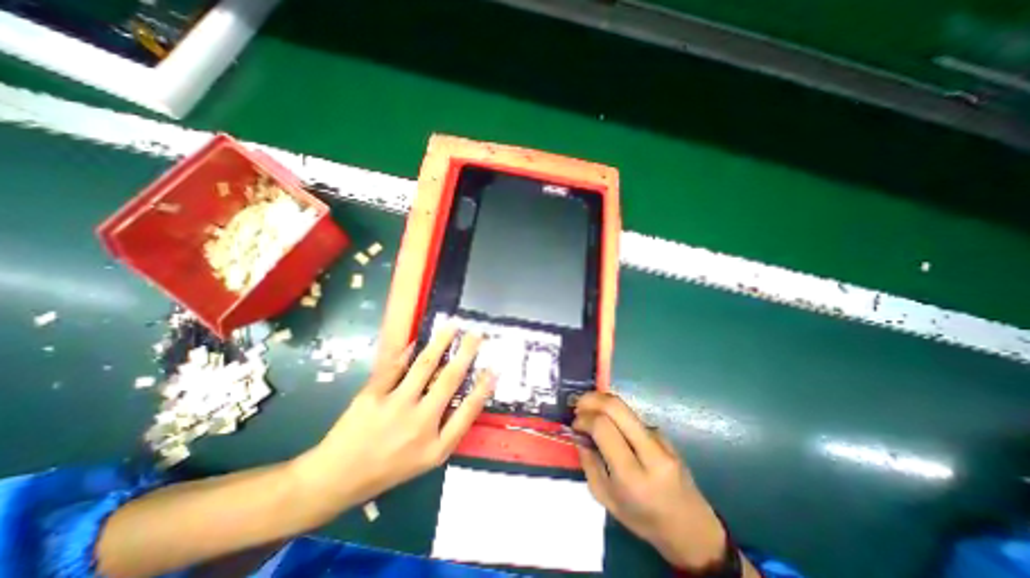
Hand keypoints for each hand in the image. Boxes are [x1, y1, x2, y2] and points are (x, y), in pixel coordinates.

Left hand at [287, 325, 491, 518]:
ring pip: (425, 366)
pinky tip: (419, 341)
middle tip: (476, 335)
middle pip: (449, 380)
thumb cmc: (388, 469)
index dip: (483, 387)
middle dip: (466, 353)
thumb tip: (464, 395)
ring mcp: (395, 407)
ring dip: (441, 342)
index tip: (494, 368)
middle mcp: (420, 424)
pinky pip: (396, 366)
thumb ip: (448, 430)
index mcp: (435, 446)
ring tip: (452, 327)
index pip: (468, 411)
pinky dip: (409, 351)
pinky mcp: (373, 395)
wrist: (337, 478)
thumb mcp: (426, 459)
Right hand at [577, 393, 727, 571]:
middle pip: (616, 407)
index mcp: (633, 475)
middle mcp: (650, 451)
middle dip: (591, 399)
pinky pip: (632, 417)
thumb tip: (578, 433)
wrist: (692, 528)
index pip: (604, 427)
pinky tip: (609, 426)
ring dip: (602, 403)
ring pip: (624, 407)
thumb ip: (589, 463)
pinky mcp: (664, 434)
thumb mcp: (606, 499)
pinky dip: (614, 415)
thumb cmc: (644, 519)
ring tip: (588, 412)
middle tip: (577, 405)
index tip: (575, 424)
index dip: (584, 418)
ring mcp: (661, 439)